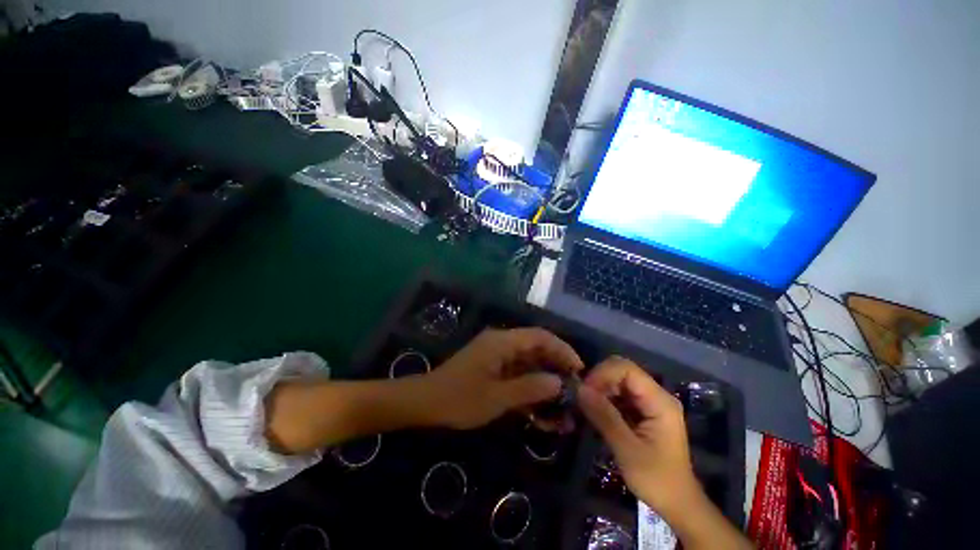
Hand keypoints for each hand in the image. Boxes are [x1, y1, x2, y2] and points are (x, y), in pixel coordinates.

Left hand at [423, 328, 583, 430]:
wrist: (425, 403)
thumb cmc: (459, 399)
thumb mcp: (497, 397)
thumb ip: (530, 388)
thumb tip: (559, 382)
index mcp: (502, 341)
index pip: (540, 336)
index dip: (562, 349)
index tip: (579, 369)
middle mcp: (502, 343)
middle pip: (536, 349)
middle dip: (556, 367)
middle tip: (574, 390)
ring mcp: (496, 355)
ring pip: (528, 363)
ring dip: (544, 381)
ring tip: (561, 405)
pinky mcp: (493, 368)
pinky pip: (517, 373)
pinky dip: (529, 388)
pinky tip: (541, 409)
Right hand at [576, 357, 701, 522]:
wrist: (678, 504)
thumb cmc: (656, 479)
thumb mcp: (627, 450)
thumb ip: (604, 416)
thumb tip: (579, 389)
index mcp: (659, 401)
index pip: (626, 369)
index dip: (602, 374)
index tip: (585, 391)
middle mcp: (656, 395)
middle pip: (621, 370)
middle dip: (599, 380)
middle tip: (584, 399)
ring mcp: (650, 402)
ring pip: (618, 380)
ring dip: (600, 389)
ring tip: (587, 406)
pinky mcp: (643, 410)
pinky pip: (619, 394)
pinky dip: (605, 398)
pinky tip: (596, 412)